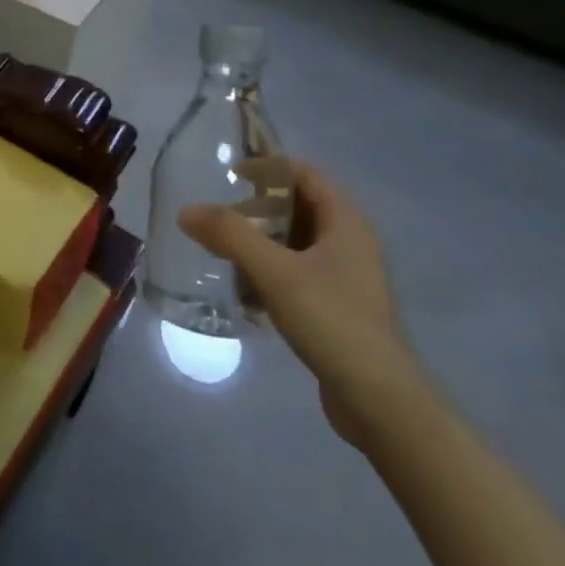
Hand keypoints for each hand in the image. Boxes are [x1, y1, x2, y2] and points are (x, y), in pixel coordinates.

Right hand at [178, 162, 418, 447]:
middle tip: (218, 216)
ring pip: (295, 243)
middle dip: (257, 208)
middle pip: (298, 208)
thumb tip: (187, 210)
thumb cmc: (331, 321)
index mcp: (346, 223)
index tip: (229, 173)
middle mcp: (350, 243)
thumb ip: (230, 235)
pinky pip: (296, 273)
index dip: (269, 166)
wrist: (378, 398)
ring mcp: (345, 277)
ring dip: (260, 243)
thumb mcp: (275, 271)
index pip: (306, 174)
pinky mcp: (337, 307)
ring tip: (222, 251)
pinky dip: (269, 272)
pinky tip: (244, 290)